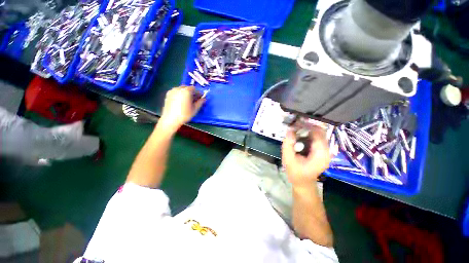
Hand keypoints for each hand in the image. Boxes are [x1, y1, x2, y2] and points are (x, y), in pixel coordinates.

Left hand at [158, 86, 205, 132]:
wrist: (170, 119)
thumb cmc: (184, 114)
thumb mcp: (195, 109)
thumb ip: (200, 102)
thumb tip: (204, 99)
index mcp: (186, 91)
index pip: (194, 89)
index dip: (198, 93)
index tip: (201, 98)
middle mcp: (178, 88)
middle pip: (187, 88)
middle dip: (192, 92)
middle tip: (194, 100)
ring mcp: (172, 91)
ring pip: (181, 89)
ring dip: (186, 93)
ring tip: (188, 101)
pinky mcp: (168, 94)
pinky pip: (176, 92)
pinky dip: (180, 94)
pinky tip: (181, 102)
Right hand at [282, 127, 330, 187]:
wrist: (303, 182)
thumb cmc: (296, 173)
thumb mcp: (288, 159)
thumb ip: (288, 144)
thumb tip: (290, 129)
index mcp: (321, 154)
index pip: (318, 133)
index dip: (307, 125)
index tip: (295, 123)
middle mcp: (327, 151)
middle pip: (319, 132)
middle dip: (306, 127)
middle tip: (294, 126)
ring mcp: (326, 150)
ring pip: (318, 133)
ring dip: (306, 130)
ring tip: (295, 130)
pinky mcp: (322, 150)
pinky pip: (316, 138)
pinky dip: (307, 135)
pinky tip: (299, 137)